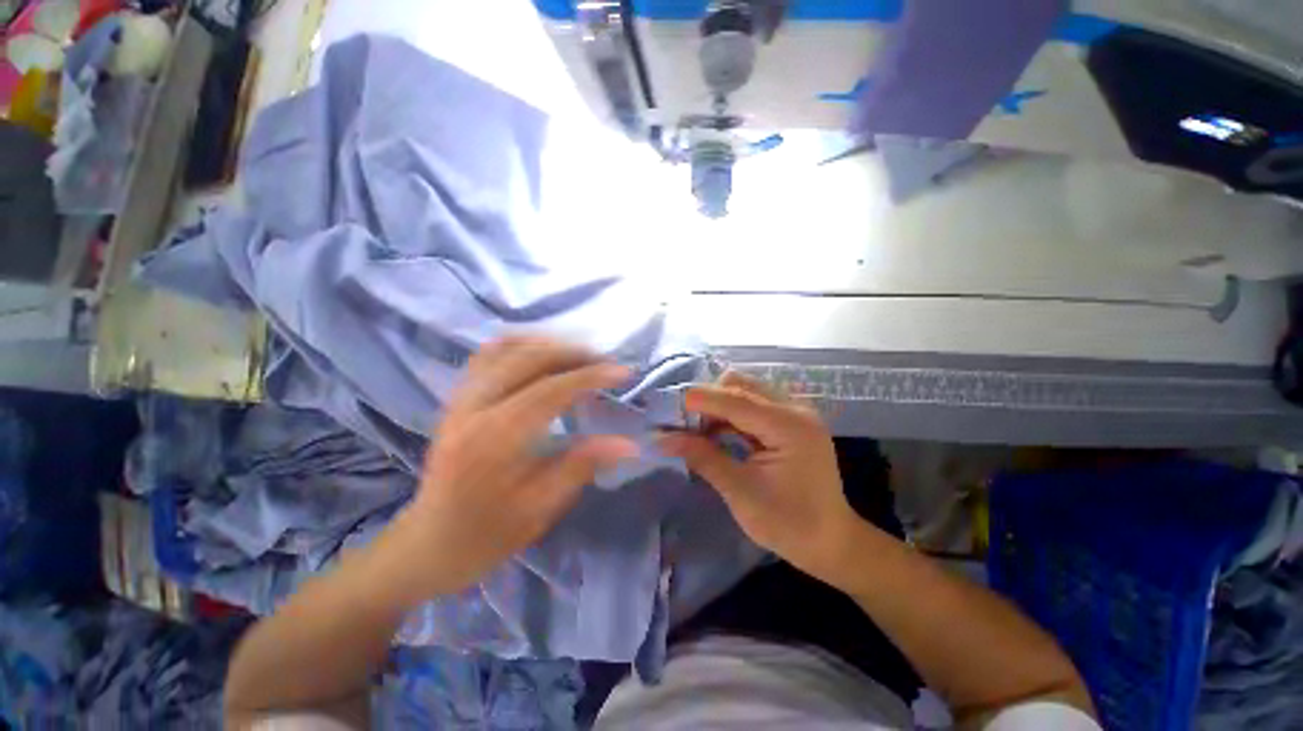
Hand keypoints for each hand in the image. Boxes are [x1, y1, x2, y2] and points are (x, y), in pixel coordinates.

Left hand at [391, 337, 636, 600]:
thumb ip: (581, 466)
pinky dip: (520, 346)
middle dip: (573, 353)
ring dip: (548, 344)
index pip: (550, 390)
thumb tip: (627, 444)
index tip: (623, 372)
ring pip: (505, 348)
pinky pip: (488, 355)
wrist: (428, 544)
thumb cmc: (486, 534)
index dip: (590, 377)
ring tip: (580, 355)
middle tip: (606, 361)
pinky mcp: (456, 398)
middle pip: (527, 358)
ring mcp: (460, 398)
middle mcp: (473, 407)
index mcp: (494, 439)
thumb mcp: (539, 508)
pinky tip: (541, 355)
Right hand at [659, 371, 864, 582]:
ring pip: (746, 392)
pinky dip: (731, 415)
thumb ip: (703, 457)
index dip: (700, 399)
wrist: (832, 543)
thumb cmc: (789, 524)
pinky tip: (717, 433)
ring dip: (718, 406)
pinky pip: (753, 405)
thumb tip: (663, 438)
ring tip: (696, 429)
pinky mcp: (791, 422)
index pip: (736, 400)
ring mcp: (795, 413)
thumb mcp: (740, 492)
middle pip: (741, 386)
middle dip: (708, 399)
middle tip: (683, 423)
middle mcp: (795, 410)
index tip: (668, 405)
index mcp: (789, 427)